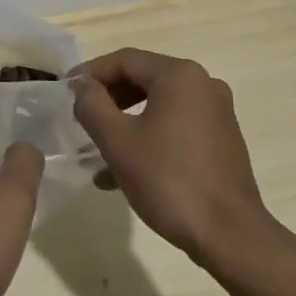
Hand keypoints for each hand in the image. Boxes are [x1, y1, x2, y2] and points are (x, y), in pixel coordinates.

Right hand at [70, 49, 273, 263]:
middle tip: (80, 118)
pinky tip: (124, 172)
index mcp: (180, 75)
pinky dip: (148, 138)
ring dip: (125, 122)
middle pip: (143, 79)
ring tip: (97, 150)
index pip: (124, 60)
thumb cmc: (169, 181)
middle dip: (108, 99)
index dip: (90, 73)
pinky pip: (175, 126)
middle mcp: (203, 84)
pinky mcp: (221, 140)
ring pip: (158, 105)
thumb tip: (82, 85)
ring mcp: (216, 113)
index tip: (65, 92)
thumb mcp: (118, 141)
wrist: (230, 235)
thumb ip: (92, 105)